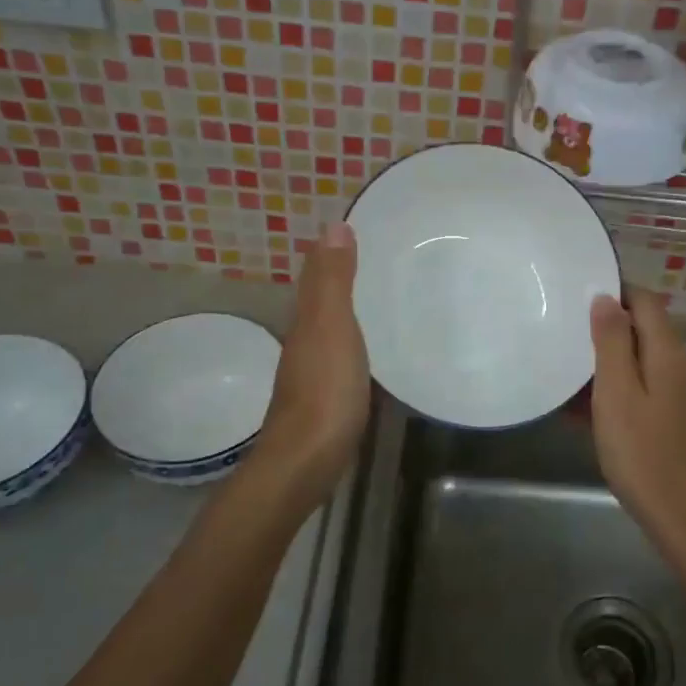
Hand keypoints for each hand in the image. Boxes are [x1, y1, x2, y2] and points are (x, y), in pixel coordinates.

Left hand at [251, 220, 370, 502]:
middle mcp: (305, 343)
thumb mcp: (331, 327)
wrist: (307, 460)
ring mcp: (314, 374)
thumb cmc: (324, 389)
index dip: (330, 254)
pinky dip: (353, 345)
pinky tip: (371, 351)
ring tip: (380, 299)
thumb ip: (333, 281)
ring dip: (347, 313)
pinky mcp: (328, 401)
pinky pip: (341, 359)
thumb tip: (332, 225)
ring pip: (330, 331)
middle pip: (321, 303)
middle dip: (341, 280)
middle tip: (376, 261)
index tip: (356, 231)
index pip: (316, 278)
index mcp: (307, 322)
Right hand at [589, 290, 685, 558]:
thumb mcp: (616, 394)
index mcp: (672, 353)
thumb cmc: (642, 453)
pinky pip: (655, 390)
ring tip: (575, 390)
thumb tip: (606, 298)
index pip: (646, 301)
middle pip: (647, 332)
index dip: (615, 295)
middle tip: (569, 351)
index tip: (579, 303)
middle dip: (609, 337)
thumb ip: (611, 342)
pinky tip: (599, 416)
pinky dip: (628, 393)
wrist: (685, 516)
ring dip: (615, 370)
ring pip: (648, 364)